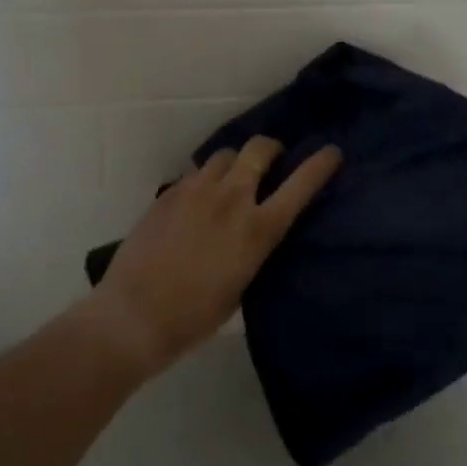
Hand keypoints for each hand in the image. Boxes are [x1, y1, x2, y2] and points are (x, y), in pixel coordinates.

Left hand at [89, 137, 342, 376]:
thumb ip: (254, 247)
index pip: (301, 184)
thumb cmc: (196, 316)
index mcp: (258, 229)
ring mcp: (196, 191)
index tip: (332, 153)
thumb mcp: (242, 284)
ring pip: (225, 155)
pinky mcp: (168, 194)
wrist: (134, 316)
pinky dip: (205, 181)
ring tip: (230, 182)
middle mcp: (231, 199)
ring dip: (235, 164)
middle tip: (271, 161)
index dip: (321, 163)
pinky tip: (197, 202)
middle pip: (259, 149)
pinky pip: (195, 174)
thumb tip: (255, 231)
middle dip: (271, 149)